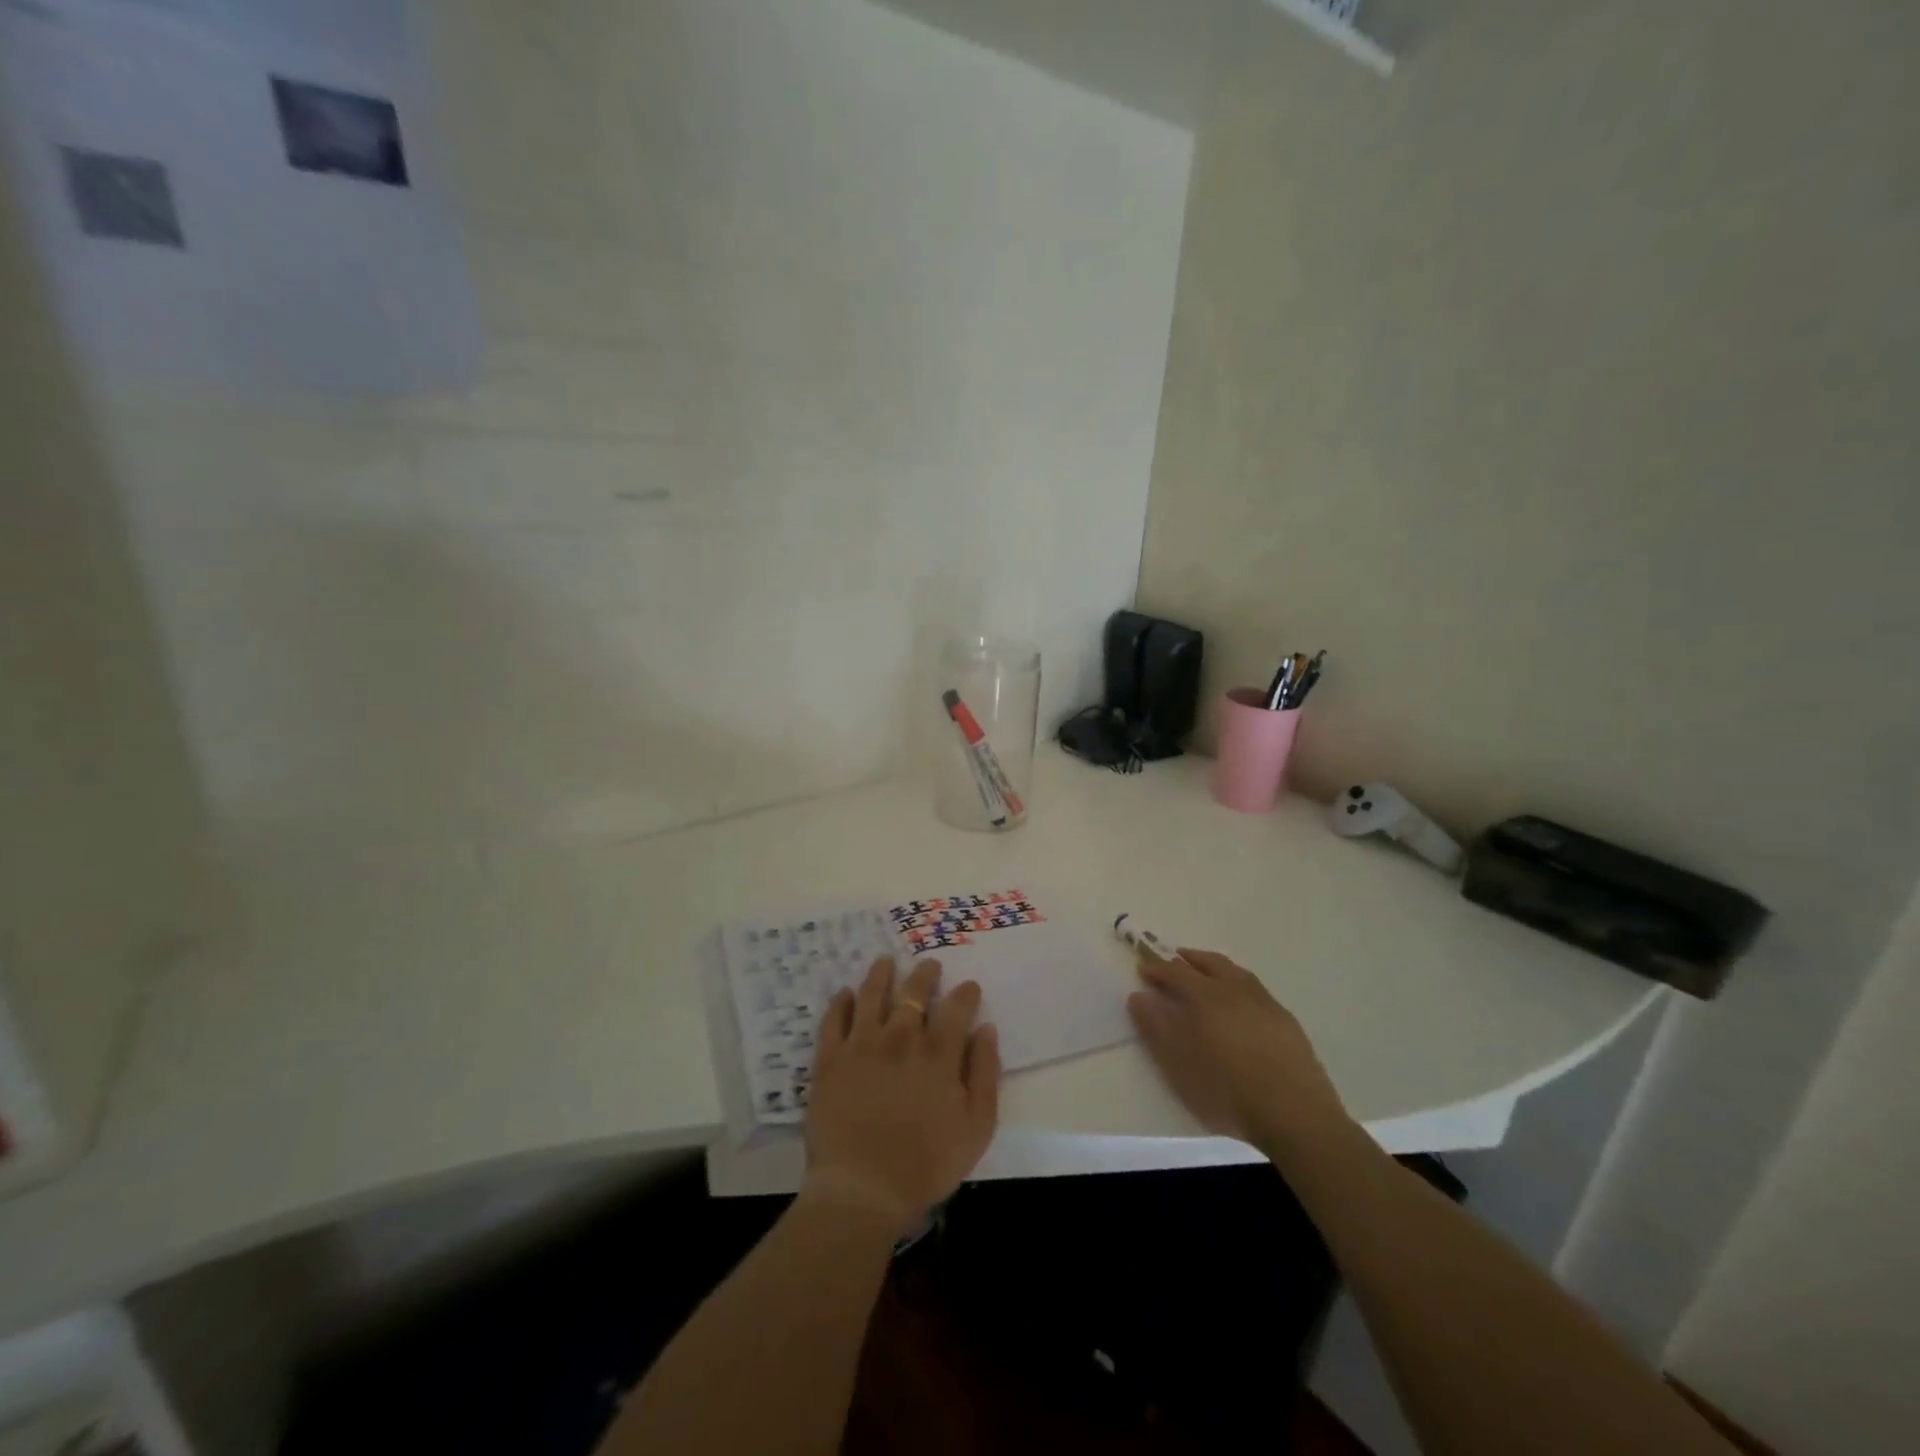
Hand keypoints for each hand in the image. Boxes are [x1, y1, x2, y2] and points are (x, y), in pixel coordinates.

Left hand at [803, 956, 1000, 1228]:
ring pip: (871, 995)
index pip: (956, 1009)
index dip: (965, 994)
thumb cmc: (926, 1165)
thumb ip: (984, 1073)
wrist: (862, 1189)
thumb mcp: (976, 1127)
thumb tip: (986, 1029)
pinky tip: (845, 993)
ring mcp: (862, 1045)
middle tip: (929, 965)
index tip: (969, 986)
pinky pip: (834, 1019)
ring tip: (885, 961)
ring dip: (881, 974)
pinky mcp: (830, 1059)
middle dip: (925, 975)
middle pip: (913, 993)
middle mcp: (901, 1038)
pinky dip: (841, 1002)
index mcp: (938, 1054)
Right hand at [1128, 946, 1348, 1153]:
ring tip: (1205, 973)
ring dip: (1215, 966)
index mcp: (1207, 996)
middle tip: (1174, 960)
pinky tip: (1239, 1001)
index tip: (1143, 969)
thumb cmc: (1227, 1090)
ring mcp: (1265, 1003)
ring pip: (1236, 972)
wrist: (1295, 1116)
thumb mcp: (1179, 1063)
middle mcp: (1236, 990)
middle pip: (1210, 963)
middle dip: (1189, 959)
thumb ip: (1156, 1027)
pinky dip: (1238, 983)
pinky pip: (1255, 988)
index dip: (1157, 969)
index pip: (1176, 972)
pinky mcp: (1286, 1020)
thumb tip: (1139, 996)